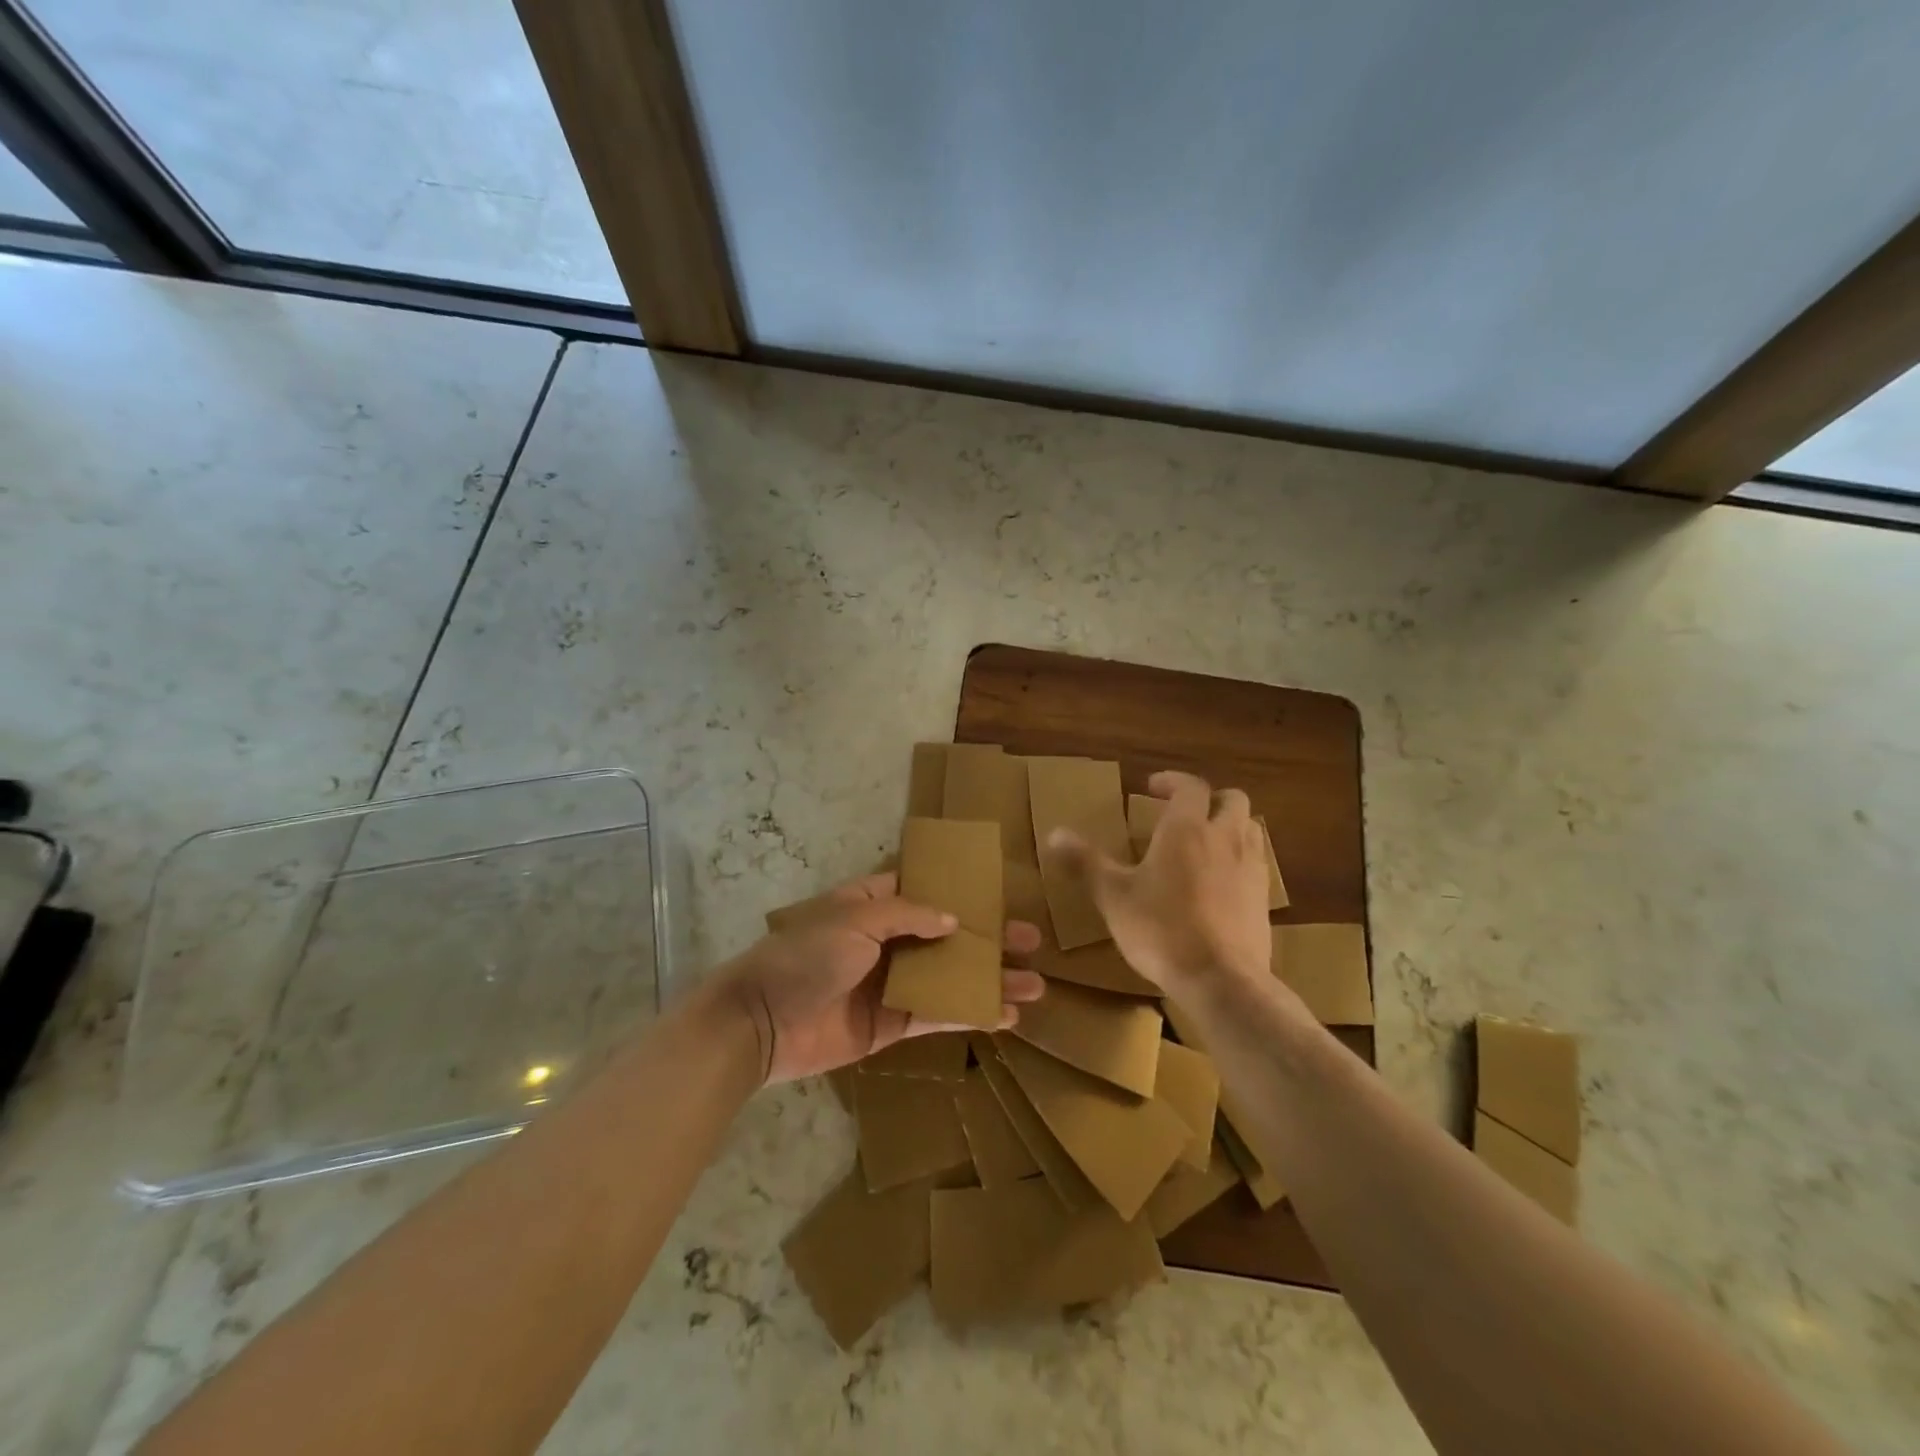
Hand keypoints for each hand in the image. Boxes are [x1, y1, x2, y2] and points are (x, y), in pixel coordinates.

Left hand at [719, 871, 1044, 1083]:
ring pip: (950, 976)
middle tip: (1032, 940)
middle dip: (989, 937)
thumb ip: (907, 915)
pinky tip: (1005, 1016)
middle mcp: (887, 940)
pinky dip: (970, 1013)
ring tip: (1035, 985)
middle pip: (948, 935)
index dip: (962, 890)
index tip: (1001, 892)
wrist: (762, 1023)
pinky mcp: (891, 1023)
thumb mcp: (855, 920)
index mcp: (873, 905)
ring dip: (990, 980)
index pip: (925, 889)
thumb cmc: (806, 956)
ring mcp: (892, 983)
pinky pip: (937, 1014)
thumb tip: (953, 920)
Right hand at [1047, 770, 1268, 993]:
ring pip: (1250, 829)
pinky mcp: (1264, 899)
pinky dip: (1240, 860)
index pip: (1189, 787)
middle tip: (1184, 814)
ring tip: (1205, 844)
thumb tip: (1054, 834)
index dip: (1172, 781)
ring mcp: (1250, 868)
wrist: (1221, 979)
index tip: (1152, 787)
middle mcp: (1224, 839)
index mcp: (1186, 829)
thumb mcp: (1112, 896)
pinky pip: (1257, 863)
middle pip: (1232, 799)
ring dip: (1230, 826)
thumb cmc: (1161, 929)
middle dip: (1210, 799)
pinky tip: (1219, 884)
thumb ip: (1085, 862)